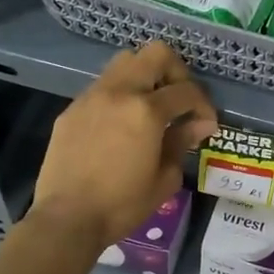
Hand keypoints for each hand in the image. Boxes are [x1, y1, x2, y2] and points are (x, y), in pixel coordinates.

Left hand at [32, 42, 217, 247]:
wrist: (66, 219)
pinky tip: (121, 125)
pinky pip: (102, 87)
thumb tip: (201, 125)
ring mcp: (91, 97)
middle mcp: (119, 92)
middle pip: (155, 54)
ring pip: (124, 62)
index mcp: (146, 110)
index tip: (206, 124)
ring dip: (145, 76)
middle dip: (176, 73)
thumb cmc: (122, 205)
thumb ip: (182, 143)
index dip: (204, 105)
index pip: (186, 91)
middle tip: (180, 101)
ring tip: (151, 107)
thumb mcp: (164, 178)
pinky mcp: (72, 109)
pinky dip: (120, 95)